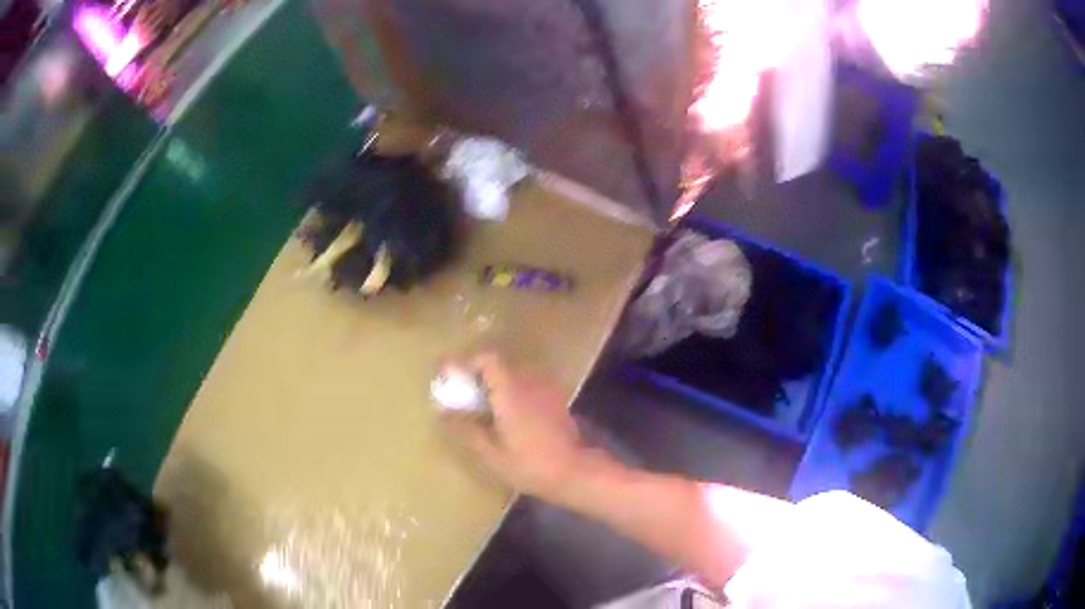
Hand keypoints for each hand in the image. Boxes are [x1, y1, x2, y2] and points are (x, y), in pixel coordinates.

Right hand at [443, 352, 595, 503]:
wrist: (574, 472)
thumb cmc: (530, 465)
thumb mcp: (491, 453)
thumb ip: (466, 428)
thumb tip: (444, 412)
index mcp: (511, 391)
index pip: (488, 359)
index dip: (467, 362)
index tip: (450, 376)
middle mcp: (529, 382)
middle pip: (499, 365)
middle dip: (477, 374)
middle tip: (461, 393)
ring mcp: (545, 390)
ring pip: (513, 375)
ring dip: (494, 383)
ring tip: (480, 406)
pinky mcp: (554, 400)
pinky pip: (526, 385)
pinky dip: (511, 392)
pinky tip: (504, 415)